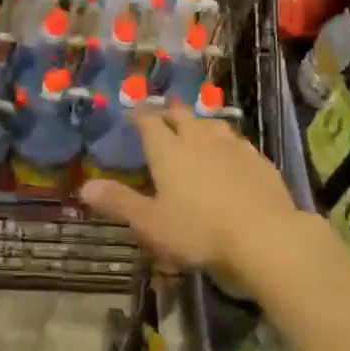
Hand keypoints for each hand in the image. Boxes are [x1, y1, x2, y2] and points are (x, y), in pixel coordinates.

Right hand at [78, 103, 308, 296]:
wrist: (265, 236)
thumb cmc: (199, 231)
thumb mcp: (152, 224)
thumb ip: (119, 203)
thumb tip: (84, 187)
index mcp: (168, 151)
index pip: (149, 122)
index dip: (139, 116)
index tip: (133, 114)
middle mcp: (198, 139)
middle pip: (180, 115)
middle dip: (168, 114)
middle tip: (162, 120)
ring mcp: (231, 146)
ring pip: (211, 123)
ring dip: (199, 124)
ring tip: (195, 132)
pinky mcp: (257, 159)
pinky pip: (237, 141)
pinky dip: (226, 142)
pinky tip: (230, 153)